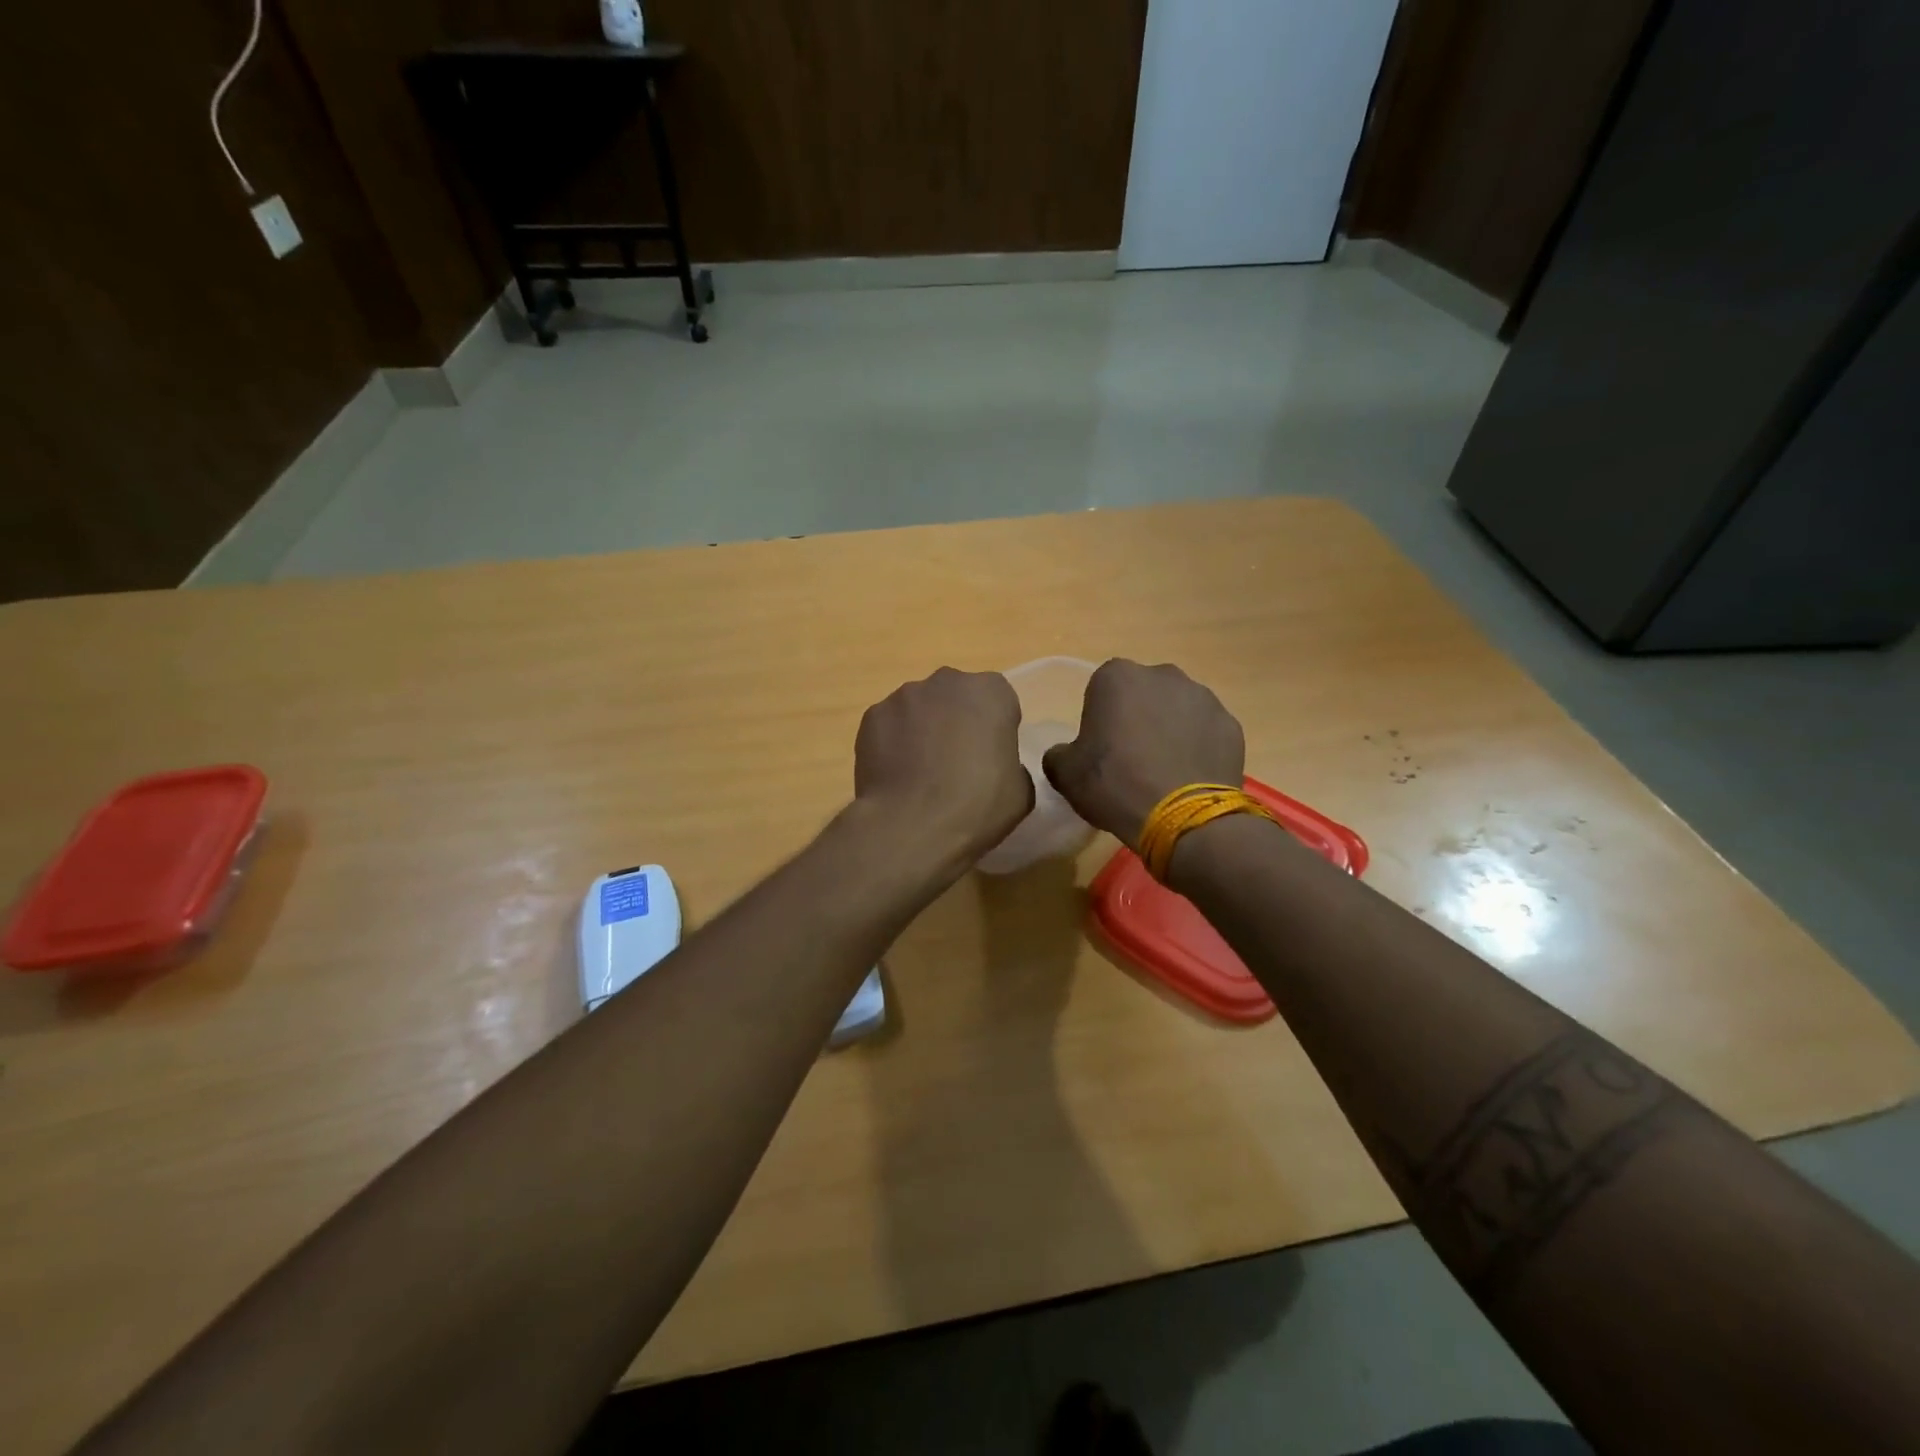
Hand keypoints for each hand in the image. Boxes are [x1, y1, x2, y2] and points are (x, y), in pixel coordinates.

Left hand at [853, 667, 1033, 869]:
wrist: (913, 826)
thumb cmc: (978, 805)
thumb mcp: (1021, 790)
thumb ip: (1011, 763)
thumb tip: (993, 765)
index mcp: (991, 692)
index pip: (998, 701)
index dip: (995, 729)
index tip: (990, 758)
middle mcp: (946, 682)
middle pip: (955, 697)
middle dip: (956, 721)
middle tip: (955, 763)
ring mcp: (904, 696)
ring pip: (919, 709)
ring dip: (922, 731)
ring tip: (920, 774)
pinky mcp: (872, 716)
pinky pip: (889, 726)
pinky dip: (892, 743)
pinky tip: (895, 776)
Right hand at [1042, 659, 1245, 846]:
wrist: (1183, 817)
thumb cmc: (1115, 784)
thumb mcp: (1065, 774)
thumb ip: (1059, 754)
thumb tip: (1065, 754)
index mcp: (1117, 677)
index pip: (1101, 689)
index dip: (1099, 718)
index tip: (1100, 748)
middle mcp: (1163, 675)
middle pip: (1144, 694)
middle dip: (1138, 717)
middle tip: (1131, 758)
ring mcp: (1203, 698)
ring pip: (1178, 710)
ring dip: (1170, 730)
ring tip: (1163, 771)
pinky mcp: (1231, 725)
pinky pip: (1206, 732)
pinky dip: (1198, 748)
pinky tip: (1188, 778)